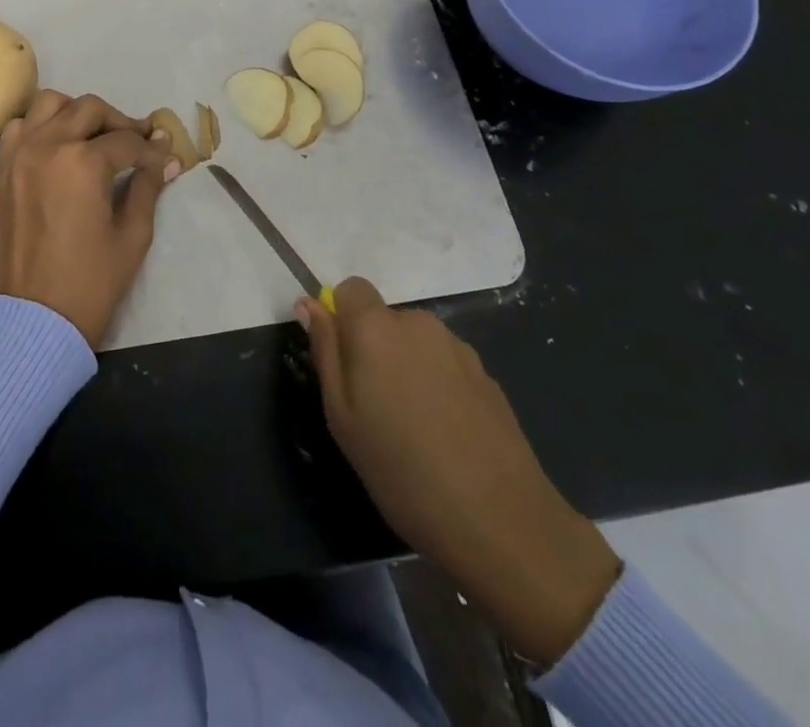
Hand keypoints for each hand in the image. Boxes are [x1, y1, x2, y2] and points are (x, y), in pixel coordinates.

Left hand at [0, 90, 180, 348]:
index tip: (165, 157)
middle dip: (119, 122)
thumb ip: (147, 187)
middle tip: (135, 145)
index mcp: (82, 162)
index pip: (126, 141)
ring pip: (49, 105)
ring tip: (93, 139)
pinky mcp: (2, 171)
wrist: (35, 319)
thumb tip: (166, 159)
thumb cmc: (91, 281)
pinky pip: (20, 128)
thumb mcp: (132, 235)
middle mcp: (46, 146)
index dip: (151, 149)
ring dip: (76, 114)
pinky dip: (40, 127)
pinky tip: (58, 150)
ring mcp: (18, 155)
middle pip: (89, 109)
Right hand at [296, 277, 620, 665]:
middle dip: (375, 349)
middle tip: (374, 408)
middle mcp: (418, 324)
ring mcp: (459, 348)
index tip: (343, 364)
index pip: (351, 288)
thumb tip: (308, 304)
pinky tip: (447, 436)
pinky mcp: (487, 375)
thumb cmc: (402, 471)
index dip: (341, 318)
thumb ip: (324, 351)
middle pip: (385, 319)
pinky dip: (438, 387)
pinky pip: (446, 366)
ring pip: (417, 344)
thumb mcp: (342, 417)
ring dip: (408, 368)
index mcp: (377, 328)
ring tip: (414, 428)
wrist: (501, 521)